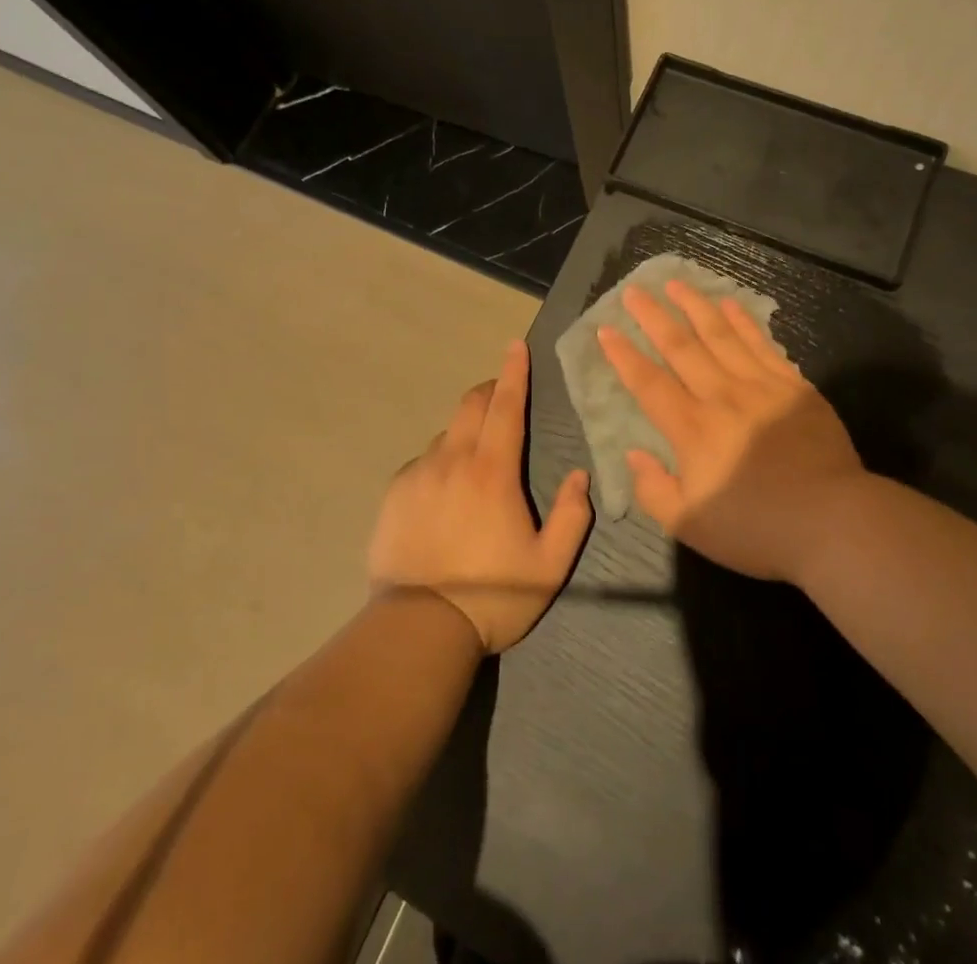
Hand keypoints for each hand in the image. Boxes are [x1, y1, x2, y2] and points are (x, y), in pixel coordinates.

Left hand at [367, 341, 592, 653]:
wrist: (418, 629)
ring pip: (446, 434)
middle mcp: (453, 461)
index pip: (506, 407)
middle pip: (471, 406)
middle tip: (503, 394)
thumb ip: (571, 516)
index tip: (516, 346)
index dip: (513, 373)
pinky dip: (440, 462)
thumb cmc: (493, 595)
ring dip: (465, 431)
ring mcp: (419, 475)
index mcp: (493, 471)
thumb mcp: (549, 565)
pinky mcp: (395, 495)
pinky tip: (444, 492)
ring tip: (476, 459)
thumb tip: (580, 476)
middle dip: (490, 391)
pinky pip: (423, 463)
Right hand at [598, 279, 865, 583]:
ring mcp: (761, 387)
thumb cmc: (757, 529)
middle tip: (634, 291)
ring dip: (695, 306)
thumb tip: (634, 454)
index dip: (624, 356)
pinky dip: (743, 322)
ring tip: (675, 283)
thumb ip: (654, 490)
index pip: (649, 383)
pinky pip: (762, 344)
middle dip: (654, 317)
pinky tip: (730, 305)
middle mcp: (722, 397)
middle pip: (682, 347)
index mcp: (692, 430)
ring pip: (721, 335)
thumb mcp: (690, 526)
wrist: (834, 522)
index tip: (606, 330)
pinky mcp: (794, 387)